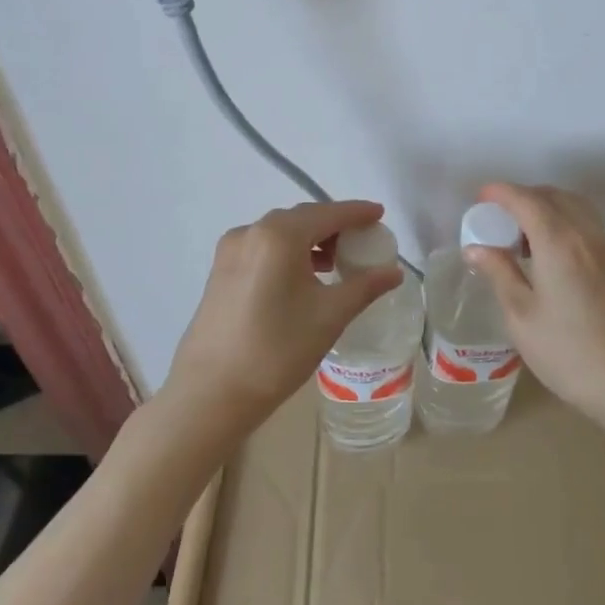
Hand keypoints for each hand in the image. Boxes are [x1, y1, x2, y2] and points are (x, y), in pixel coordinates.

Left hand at [166, 200, 401, 422]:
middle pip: (302, 218)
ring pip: (280, 233)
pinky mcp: (220, 271)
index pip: (328, 213)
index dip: (357, 212)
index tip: (380, 214)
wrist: (211, 393)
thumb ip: (365, 287)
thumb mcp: (330, 316)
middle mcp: (251, 232)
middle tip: (362, 240)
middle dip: (334, 225)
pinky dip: (288, 252)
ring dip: (310, 240)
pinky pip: (263, 248)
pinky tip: (303, 276)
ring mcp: (230, 251)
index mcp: (279, 236)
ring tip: (336, 261)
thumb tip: (394, 272)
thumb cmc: (277, 350)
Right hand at [463, 184, 604, 429]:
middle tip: (496, 216)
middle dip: (522, 197)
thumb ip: (499, 274)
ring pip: (573, 207)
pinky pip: (586, 223)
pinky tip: (548, 251)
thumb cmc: (568, 352)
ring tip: (521, 233)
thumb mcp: (522, 316)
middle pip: (553, 196)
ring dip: (545, 206)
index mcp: (559, 242)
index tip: (480, 196)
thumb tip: (476, 249)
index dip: (501, 192)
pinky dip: (563, 220)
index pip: (526, 201)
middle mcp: (586, 234)